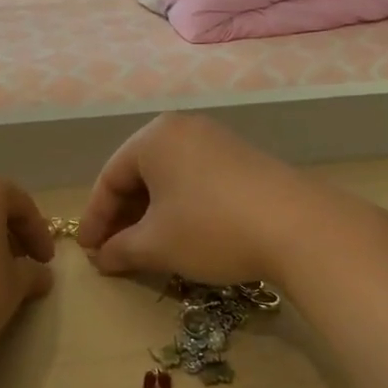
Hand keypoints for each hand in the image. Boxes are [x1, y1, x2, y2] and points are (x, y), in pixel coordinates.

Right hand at [76, 113, 331, 284]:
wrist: (299, 227)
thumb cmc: (211, 228)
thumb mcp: (156, 245)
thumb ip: (120, 249)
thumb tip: (102, 258)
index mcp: (153, 137)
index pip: (109, 178)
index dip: (95, 218)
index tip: (89, 251)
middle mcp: (182, 128)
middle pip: (139, 174)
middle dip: (123, 216)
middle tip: (113, 251)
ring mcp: (216, 140)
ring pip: (168, 178)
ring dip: (151, 214)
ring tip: (146, 247)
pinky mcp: (243, 158)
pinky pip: (195, 179)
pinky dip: (180, 207)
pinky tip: (183, 234)